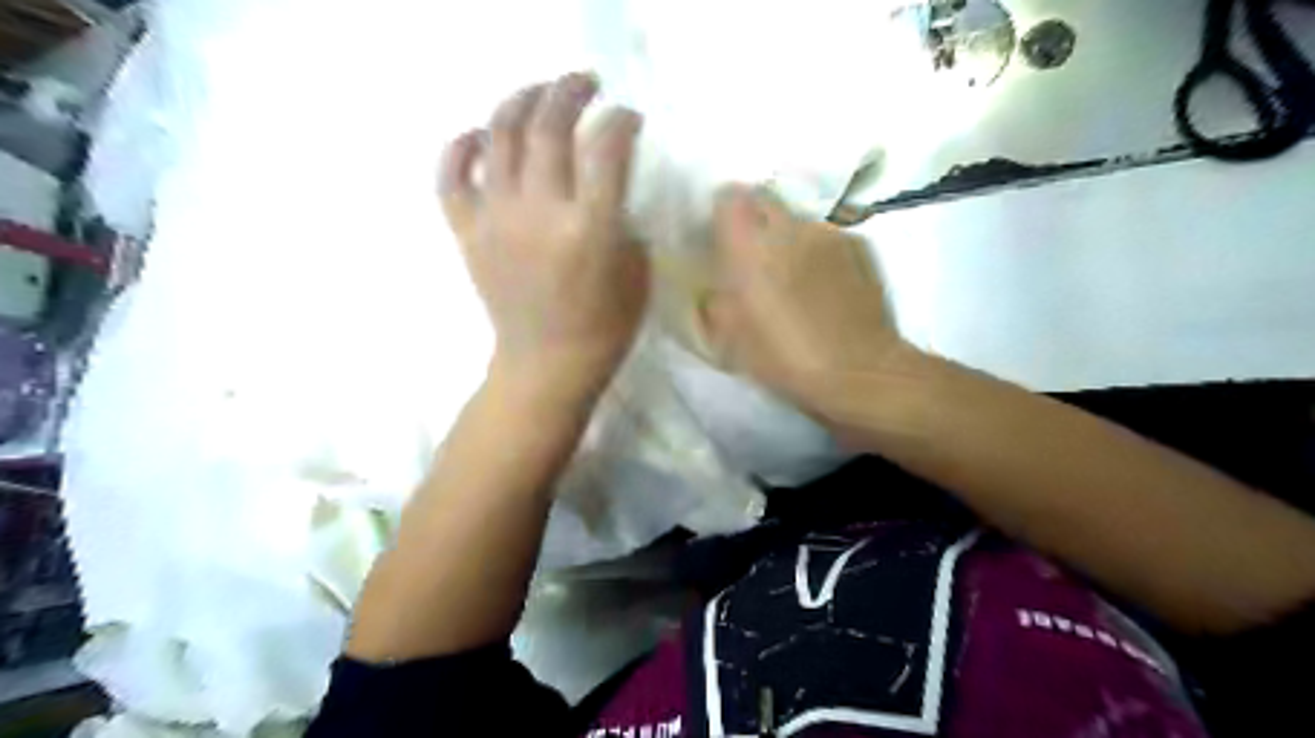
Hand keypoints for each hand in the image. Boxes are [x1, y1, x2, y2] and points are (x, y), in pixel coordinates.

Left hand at [441, 71, 646, 400]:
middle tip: (585, 84)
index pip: (606, 147)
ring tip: (539, 94)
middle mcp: (539, 213)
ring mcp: (496, 220)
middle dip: (570, 91)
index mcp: (591, 229)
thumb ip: (623, 220)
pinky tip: (479, 135)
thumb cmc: (604, 327)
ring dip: (521, 100)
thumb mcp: (637, 272)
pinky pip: (451, 175)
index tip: (628, 118)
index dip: (620, 120)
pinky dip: (460, 146)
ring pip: (498, 134)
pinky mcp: (467, 232)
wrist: (546, 366)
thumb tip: (605, 186)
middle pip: (549, 125)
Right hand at [703, 186, 911, 416]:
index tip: (721, 237)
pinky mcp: (860, 246)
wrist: (860, 372)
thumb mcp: (733, 342)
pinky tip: (827, 287)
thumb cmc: (787, 360)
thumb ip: (717, 304)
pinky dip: (820, 254)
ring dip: (789, 241)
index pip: (728, 198)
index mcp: (750, 248)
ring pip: (798, 223)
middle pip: (764, 202)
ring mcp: (829, 233)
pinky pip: (828, 239)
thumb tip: (716, 289)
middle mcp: (789, 228)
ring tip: (795, 280)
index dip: (722, 213)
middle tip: (754, 260)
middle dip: (755, 223)